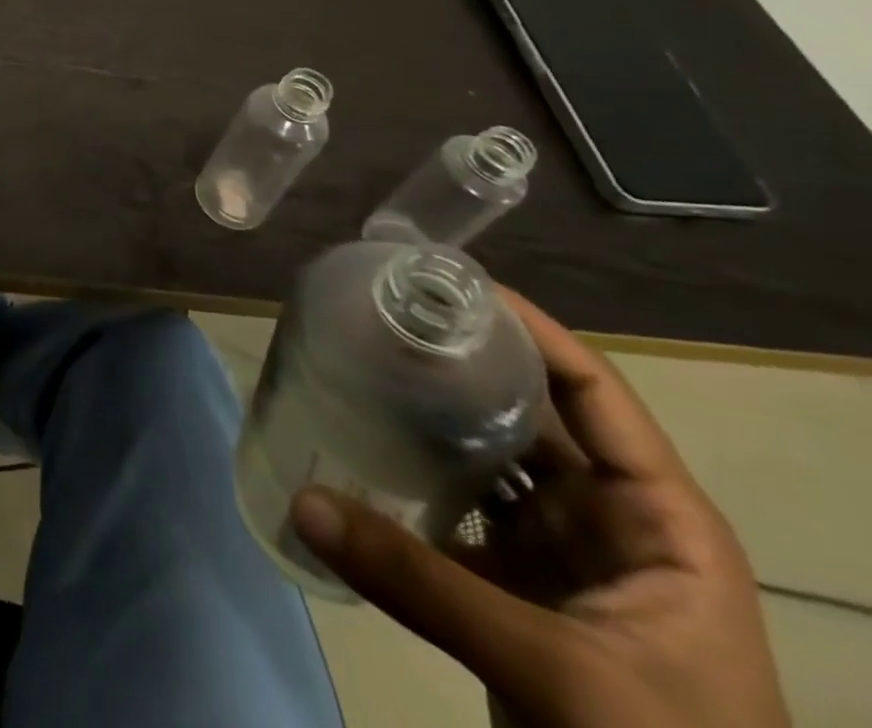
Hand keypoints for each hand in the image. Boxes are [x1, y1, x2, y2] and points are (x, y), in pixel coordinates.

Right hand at [290, 291, 789, 727]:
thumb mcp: (560, 675)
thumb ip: (425, 585)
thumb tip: (302, 499)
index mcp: (657, 521)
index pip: (593, 392)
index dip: (529, 329)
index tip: (448, 284)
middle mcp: (608, 523)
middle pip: (529, 415)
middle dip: (459, 366)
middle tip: (381, 319)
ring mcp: (561, 558)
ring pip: (486, 462)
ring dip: (429, 422)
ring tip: (359, 368)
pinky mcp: (517, 592)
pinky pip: (456, 514)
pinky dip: (411, 484)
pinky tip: (359, 454)